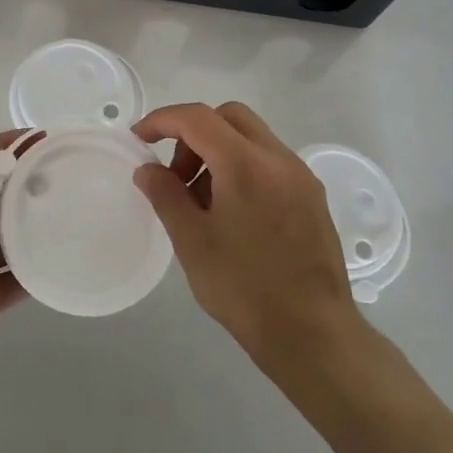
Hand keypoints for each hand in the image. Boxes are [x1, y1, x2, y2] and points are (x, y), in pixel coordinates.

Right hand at [133, 102, 363, 369]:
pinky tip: (232, 212)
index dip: (162, 120)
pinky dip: (242, 167)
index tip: (138, 139)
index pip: (197, 118)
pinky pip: (270, 161)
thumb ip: (166, 195)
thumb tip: (147, 168)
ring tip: (201, 201)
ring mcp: (300, 176)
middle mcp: (278, 158)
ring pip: (251, 137)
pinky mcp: (312, 196)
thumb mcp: (192, 242)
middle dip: (193, 132)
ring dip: (219, 150)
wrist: (314, 336)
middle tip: (176, 175)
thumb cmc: (245, 289)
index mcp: (246, 164)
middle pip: (229, 116)